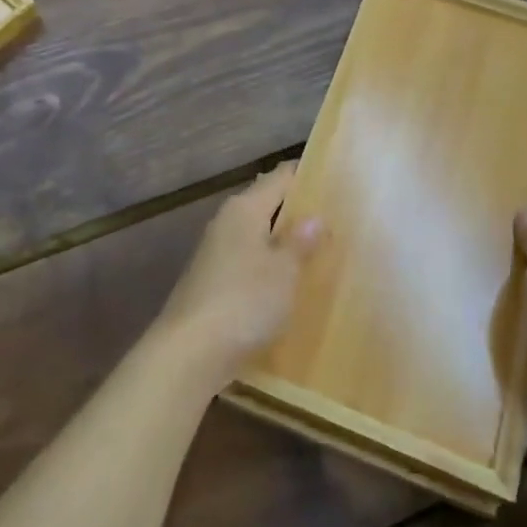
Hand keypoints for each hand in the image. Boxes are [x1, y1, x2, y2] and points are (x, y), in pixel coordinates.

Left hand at [156, 163, 324, 390]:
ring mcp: (215, 253)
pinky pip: (248, 262)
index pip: (279, 177)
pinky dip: (269, 266)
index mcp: (244, 209)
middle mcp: (226, 223)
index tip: (335, 177)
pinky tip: (288, 282)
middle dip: (297, 210)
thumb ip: (299, 242)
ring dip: (283, 241)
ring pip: (257, 235)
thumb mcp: (283, 272)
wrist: (189, 353)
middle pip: (267, 205)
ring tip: (319, 249)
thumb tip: (315, 216)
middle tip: (336, 216)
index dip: (305, 174)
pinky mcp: (211, 282)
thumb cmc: (244, 301)